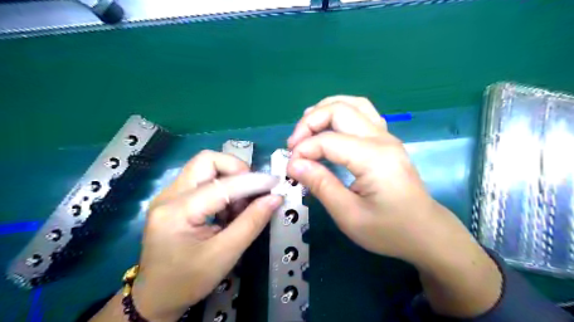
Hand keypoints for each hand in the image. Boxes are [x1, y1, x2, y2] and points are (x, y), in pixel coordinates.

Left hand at [131, 151, 282, 321]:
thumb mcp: (225, 254)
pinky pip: (203, 180)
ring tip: (240, 207)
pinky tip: (228, 210)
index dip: (252, 181)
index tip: (275, 183)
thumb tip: (275, 198)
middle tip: (252, 191)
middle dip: (236, 170)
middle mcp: (168, 195)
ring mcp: (169, 195)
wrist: (156, 297)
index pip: (221, 185)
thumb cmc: (188, 281)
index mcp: (176, 212)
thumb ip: (251, 223)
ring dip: (230, 180)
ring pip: (206, 167)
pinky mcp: (174, 198)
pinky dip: (222, 188)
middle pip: (207, 161)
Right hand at [287, 95, 447, 264]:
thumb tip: (294, 164)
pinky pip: (362, 113)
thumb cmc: (389, 230)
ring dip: (325, 111)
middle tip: (294, 145)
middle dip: (309, 122)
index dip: (303, 150)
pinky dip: (340, 113)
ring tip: (306, 129)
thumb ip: (321, 186)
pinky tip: (329, 127)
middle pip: (339, 110)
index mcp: (373, 158)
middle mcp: (381, 139)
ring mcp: (386, 136)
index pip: (328, 141)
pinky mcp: (386, 140)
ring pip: (352, 104)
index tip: (290, 168)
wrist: (425, 232)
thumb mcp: (349, 215)